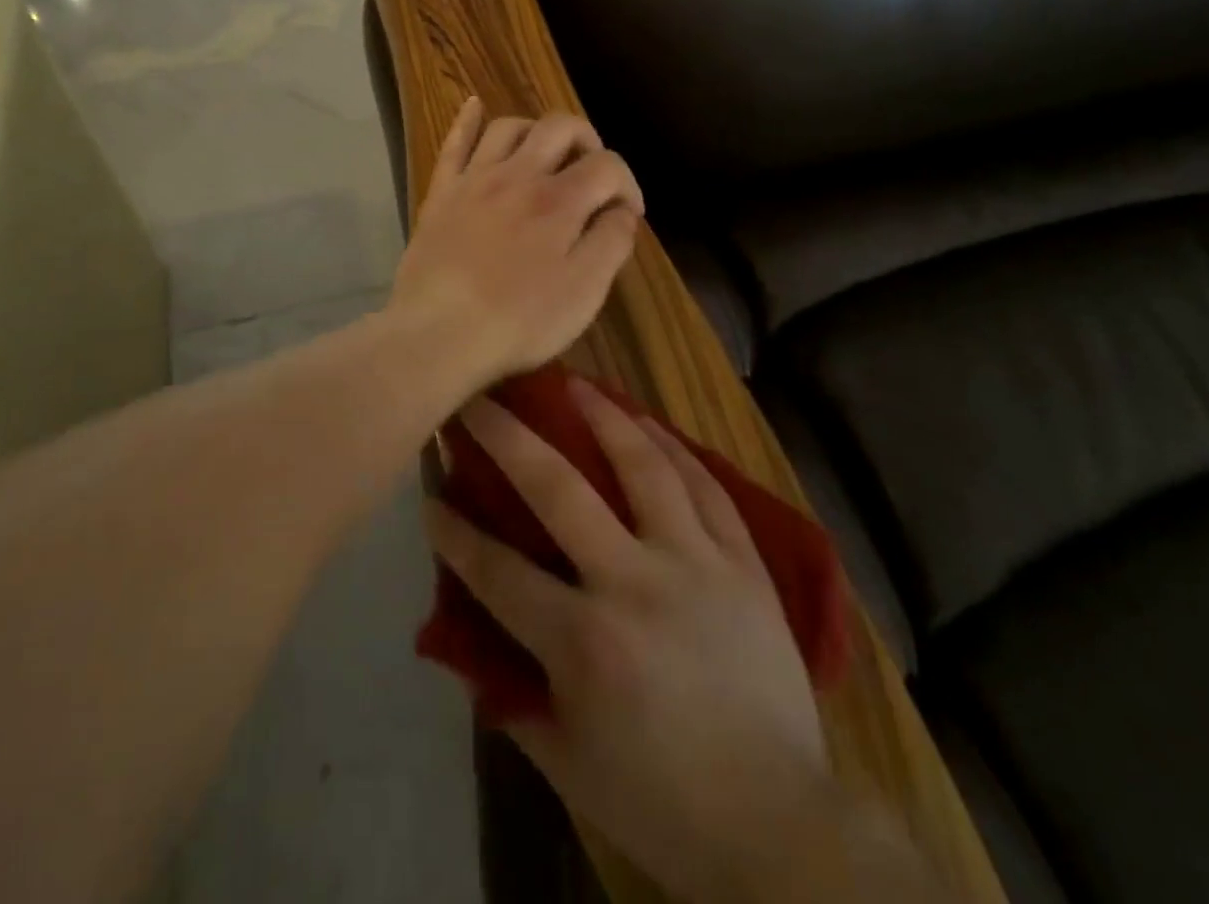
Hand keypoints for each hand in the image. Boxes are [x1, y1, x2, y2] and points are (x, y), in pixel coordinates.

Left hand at [391, 99, 643, 394]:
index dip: (628, 185)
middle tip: (592, 172)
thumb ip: (611, 243)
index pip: (608, 166)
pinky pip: (454, 143)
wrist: (439, 334)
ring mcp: (474, 180)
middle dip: (587, 141)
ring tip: (546, 154)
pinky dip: (467, 120)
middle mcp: (519, 175)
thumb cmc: (519, 320)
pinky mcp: (441, 193)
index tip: (628, 215)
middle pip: (560, 128)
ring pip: (510, 127)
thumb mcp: (584, 292)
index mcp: (560, 201)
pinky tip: (474, 104)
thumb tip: (623, 211)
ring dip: (536, 131)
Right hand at [424, 375, 829, 903]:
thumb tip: (471, 639)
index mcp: (585, 642)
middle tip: (481, 400)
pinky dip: (674, 447)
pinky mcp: (742, 562)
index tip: (430, 496)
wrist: (778, 825)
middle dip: (508, 438)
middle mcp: (635, 582)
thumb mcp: (565, 762)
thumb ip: (511, 694)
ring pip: (643, 465)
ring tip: (573, 383)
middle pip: (559, 489)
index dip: (455, 532)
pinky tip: (649, 423)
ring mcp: (696, 562)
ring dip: (602, 416)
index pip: (498, 570)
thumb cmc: (661, 800)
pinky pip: (706, 486)